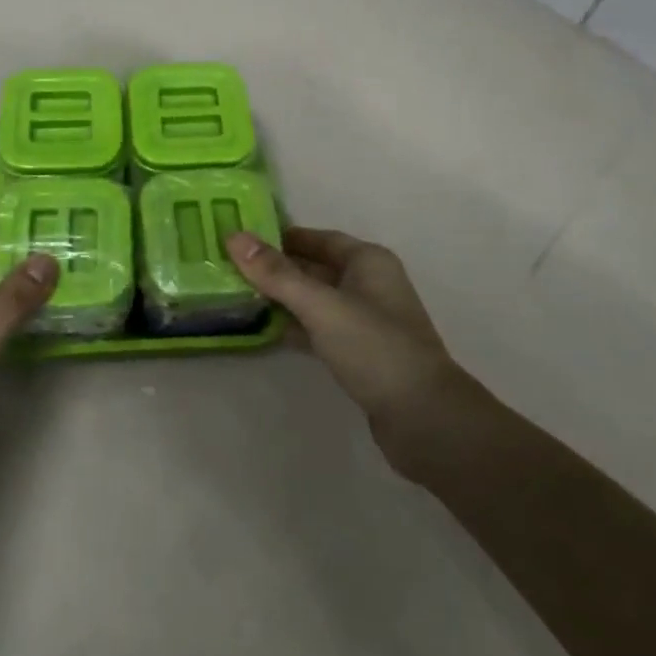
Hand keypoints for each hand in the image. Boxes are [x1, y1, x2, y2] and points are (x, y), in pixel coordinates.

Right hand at [225, 227, 488, 486]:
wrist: (424, 419)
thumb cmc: (374, 347)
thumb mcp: (321, 305)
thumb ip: (276, 274)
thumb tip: (234, 237)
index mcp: (367, 261)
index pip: (317, 238)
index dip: (280, 236)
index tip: (242, 238)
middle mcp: (369, 284)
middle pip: (314, 268)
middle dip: (276, 268)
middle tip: (230, 267)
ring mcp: (366, 321)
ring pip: (315, 300)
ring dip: (283, 298)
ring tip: (239, 296)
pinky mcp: (360, 354)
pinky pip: (320, 329)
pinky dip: (295, 326)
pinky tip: (266, 330)